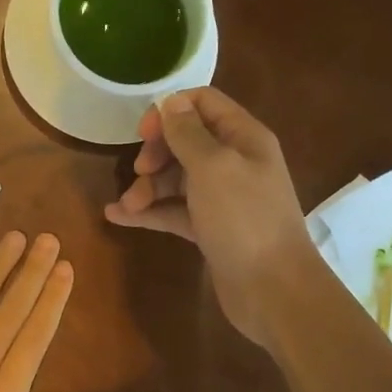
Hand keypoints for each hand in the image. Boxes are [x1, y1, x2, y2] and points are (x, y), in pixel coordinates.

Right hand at [103, 87, 318, 342]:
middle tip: (139, 171)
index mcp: (243, 138)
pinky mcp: (210, 229)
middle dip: (156, 153)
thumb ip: (189, 133)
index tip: (144, 133)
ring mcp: (222, 198)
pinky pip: (174, 211)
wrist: (273, 289)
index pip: (203, 104)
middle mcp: (234, 162)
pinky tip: (118, 217)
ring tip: (127, 206)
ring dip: (148, 187)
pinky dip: (150, 212)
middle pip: (186, 142)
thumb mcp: (213, 167)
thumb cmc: (244, 219)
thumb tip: (170, 102)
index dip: (170, 111)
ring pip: (176, 179)